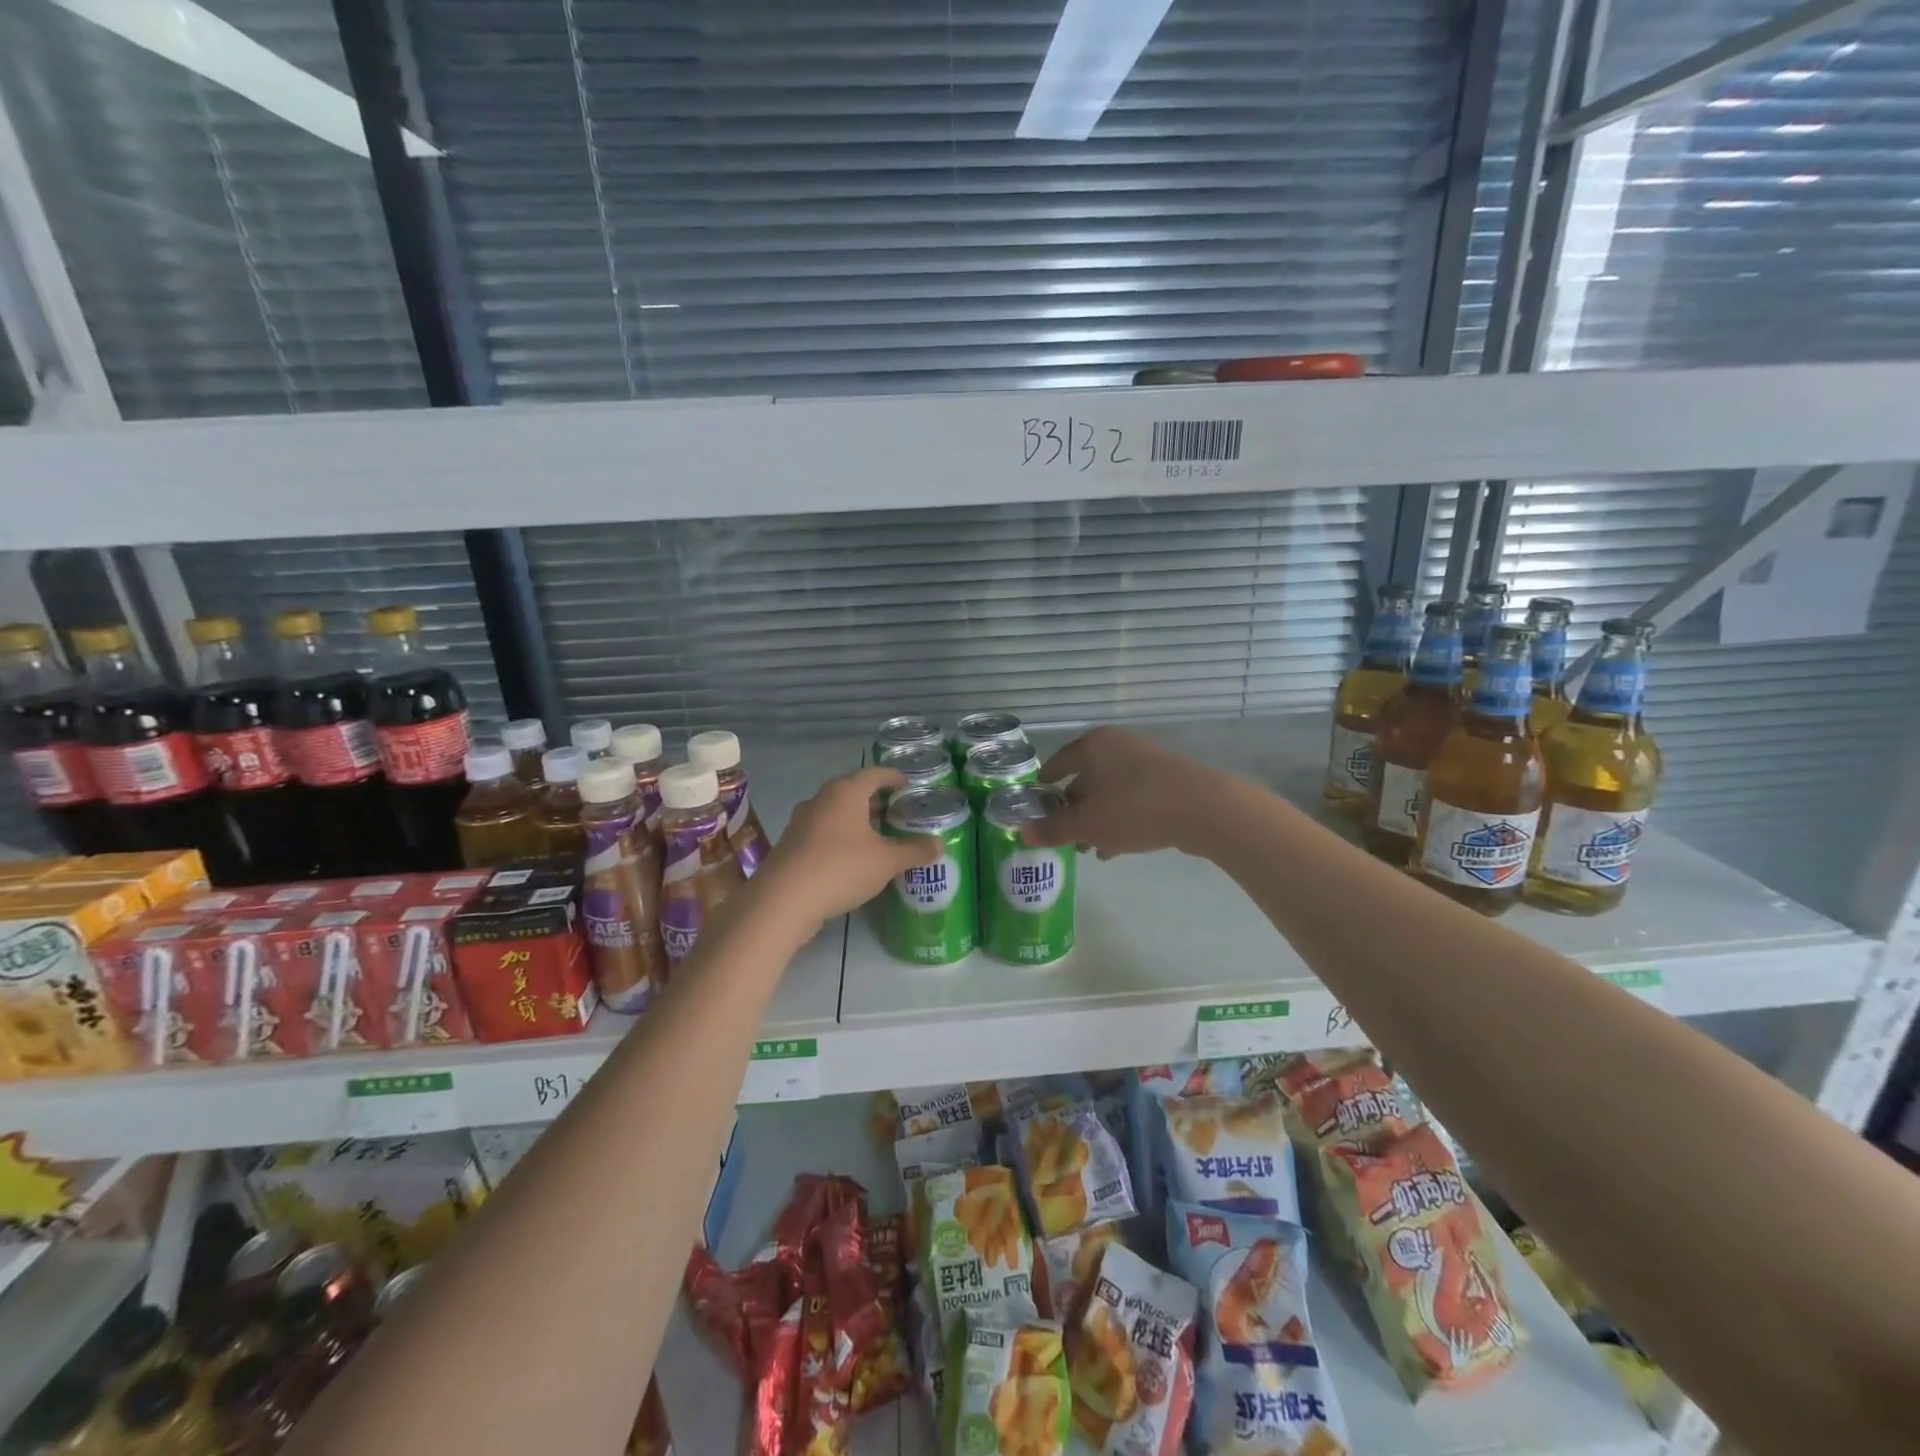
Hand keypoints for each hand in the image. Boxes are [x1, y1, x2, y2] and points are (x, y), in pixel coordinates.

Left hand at [759, 767, 940, 926]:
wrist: (783, 900)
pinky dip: (841, 838)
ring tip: (879, 836)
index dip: (894, 777)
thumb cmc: (840, 868)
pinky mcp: (792, 845)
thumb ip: (914, 851)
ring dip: (857, 821)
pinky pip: (823, 833)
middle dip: (876, 801)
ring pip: (836, 813)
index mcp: (845, 793)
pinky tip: (853, 858)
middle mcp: (821, 800)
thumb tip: (939, 844)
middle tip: (898, 813)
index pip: (874, 774)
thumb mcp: (886, 861)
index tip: (908, 784)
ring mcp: (802, 822)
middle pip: (853, 792)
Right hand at [1022, 726, 1221, 859]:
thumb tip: (1022, 832)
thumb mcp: (1087, 824)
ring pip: (1111, 792)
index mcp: (1094, 746)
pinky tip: (1117, 848)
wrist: (1203, 808)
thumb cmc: (1134, 808)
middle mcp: (1119, 746)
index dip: (1045, 783)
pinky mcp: (1169, 781)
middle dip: (1073, 809)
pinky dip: (1121, 820)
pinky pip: (1134, 800)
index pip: (1059, 762)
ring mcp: (1147, 762)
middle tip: (1063, 835)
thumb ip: (1053, 829)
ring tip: (1089, 849)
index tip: (1036, 802)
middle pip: (1086, 778)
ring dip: (1098, 819)